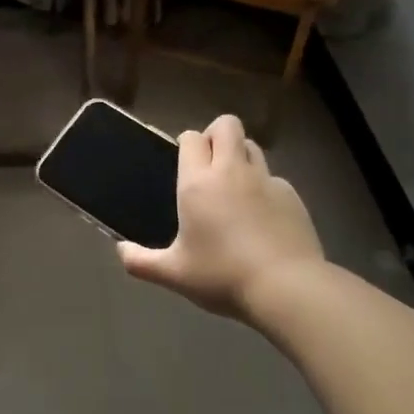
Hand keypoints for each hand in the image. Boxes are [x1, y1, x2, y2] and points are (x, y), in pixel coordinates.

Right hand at [118, 114, 324, 320]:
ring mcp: (266, 180)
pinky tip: (261, 217)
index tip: (182, 162)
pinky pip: (273, 178)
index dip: (186, 143)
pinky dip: (264, 187)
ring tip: (234, 186)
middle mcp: (232, 171)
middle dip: (216, 134)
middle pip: (227, 125)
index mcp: (199, 183)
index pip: (191, 138)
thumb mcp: (174, 274)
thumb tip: (120, 251)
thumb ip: (141, 262)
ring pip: (252, 147)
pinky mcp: (292, 196)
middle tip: (209, 164)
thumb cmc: (223, 276)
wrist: (287, 288)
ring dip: (241, 155)